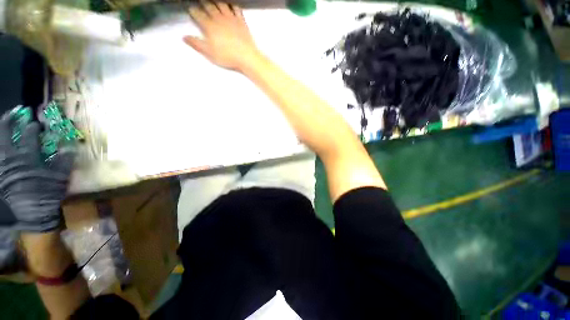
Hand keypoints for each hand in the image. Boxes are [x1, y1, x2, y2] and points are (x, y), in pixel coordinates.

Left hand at [0, 115, 73, 231]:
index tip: (36, 123)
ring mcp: (2, 165)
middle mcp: (11, 158)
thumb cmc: (46, 195)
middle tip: (16, 111)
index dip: (33, 127)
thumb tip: (71, 146)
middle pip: (6, 134)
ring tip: (5, 120)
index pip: (29, 136)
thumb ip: (64, 161)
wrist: (30, 215)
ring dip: (2, 130)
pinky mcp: (0, 173)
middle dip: (10, 120)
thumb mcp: (59, 179)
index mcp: (27, 158)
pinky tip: (2, 142)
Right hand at [184, 1, 261, 70]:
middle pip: (209, 6)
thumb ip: (196, 44)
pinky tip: (231, 5)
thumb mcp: (209, 53)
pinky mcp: (241, 21)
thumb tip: (184, 37)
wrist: (246, 56)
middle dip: (203, 3)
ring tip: (213, 1)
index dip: (193, 11)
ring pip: (221, 5)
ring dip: (216, 2)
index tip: (191, 10)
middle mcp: (219, 19)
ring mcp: (231, 18)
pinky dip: (232, 5)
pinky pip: (236, 9)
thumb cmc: (227, 56)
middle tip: (201, 2)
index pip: (198, 14)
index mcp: (209, 26)